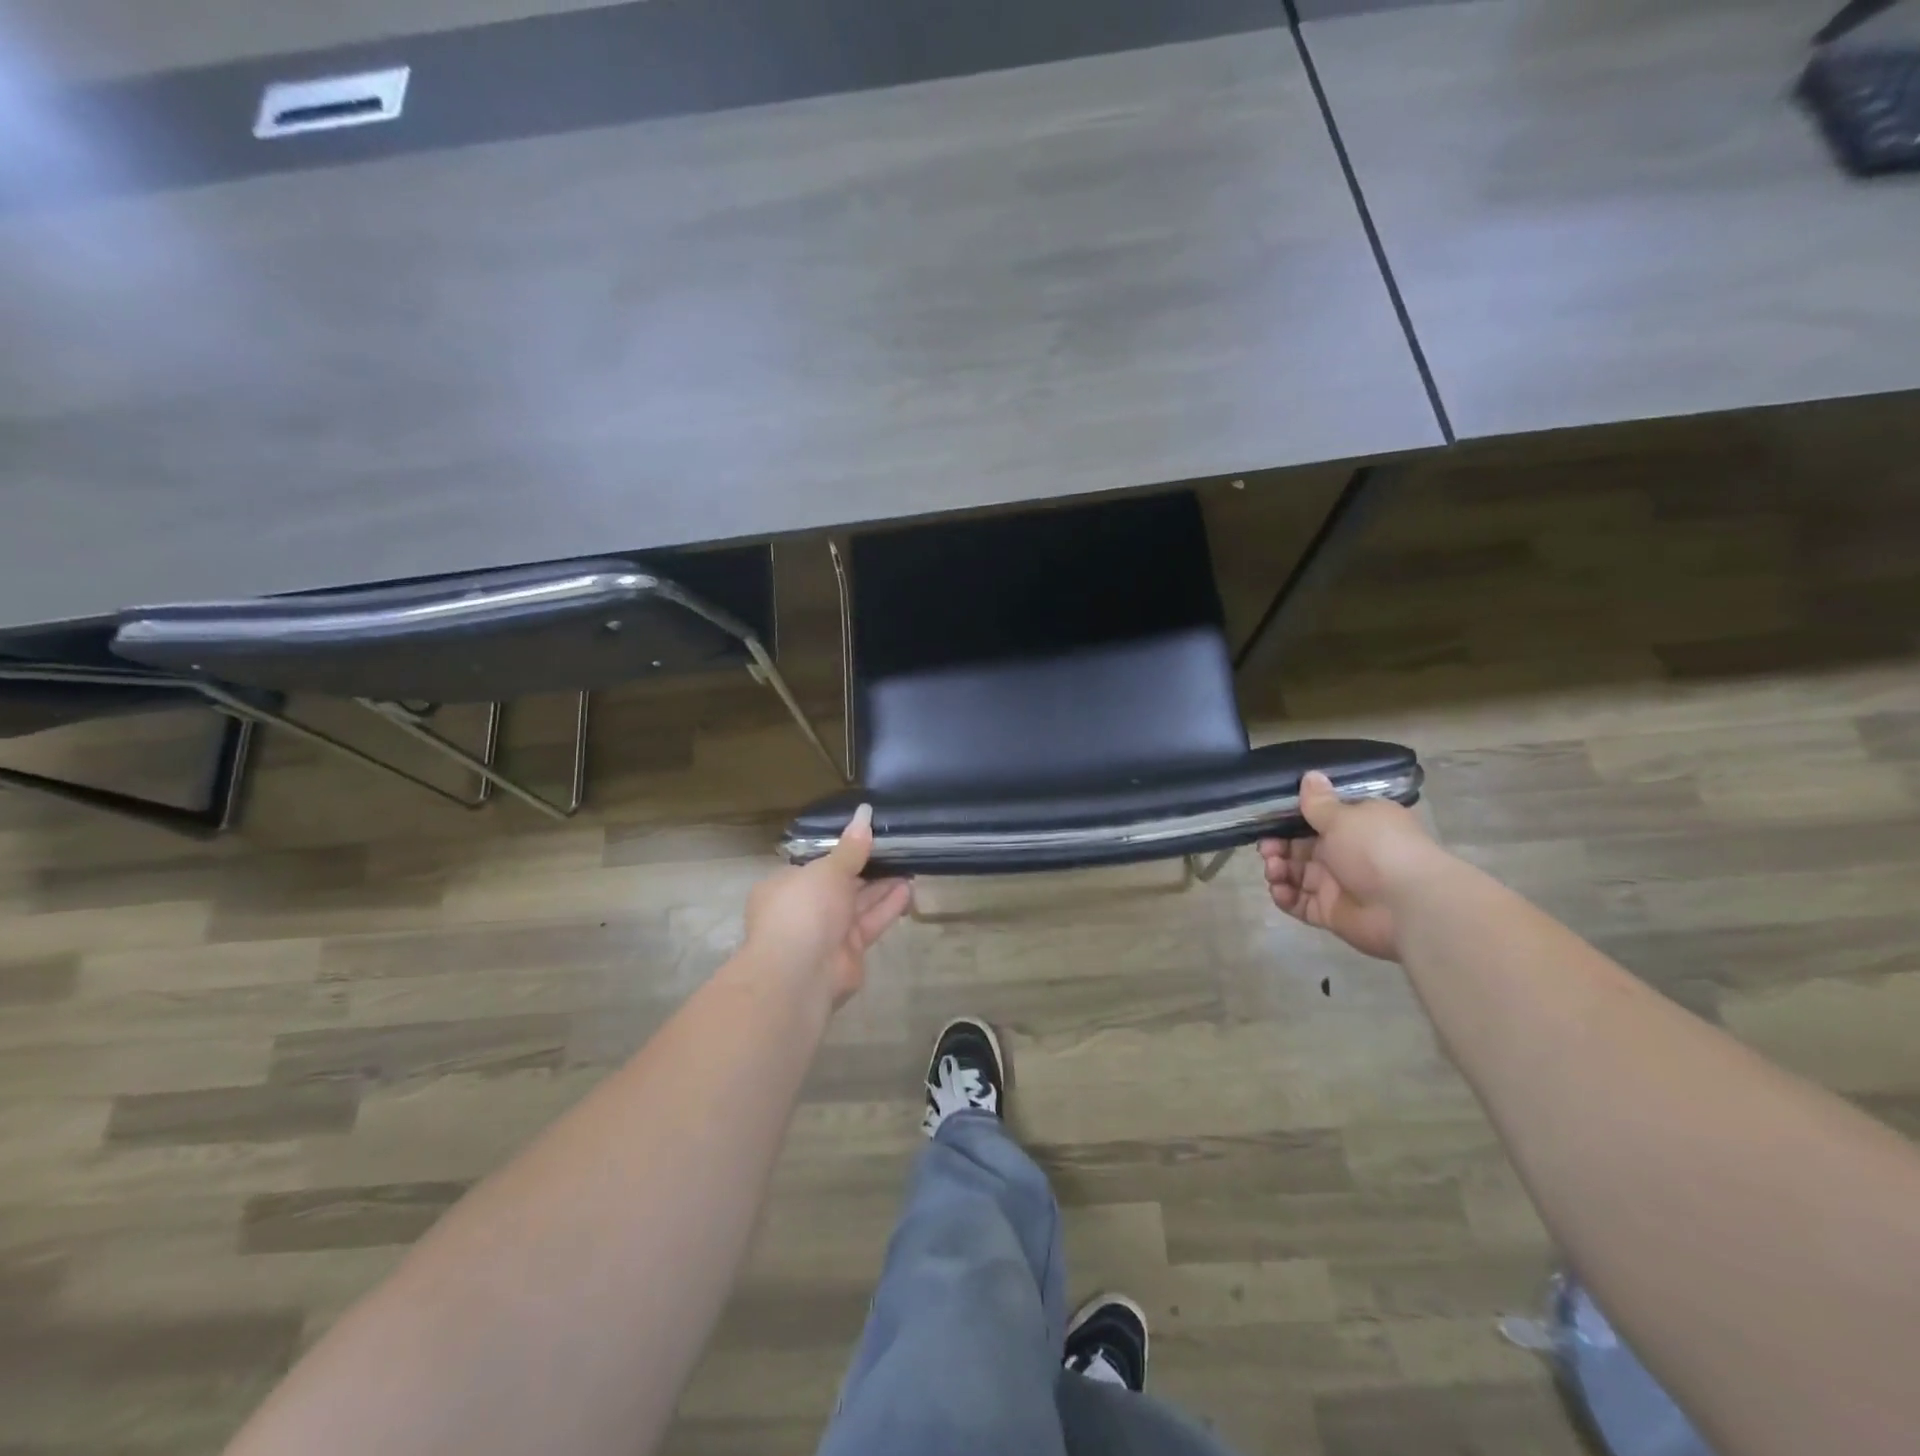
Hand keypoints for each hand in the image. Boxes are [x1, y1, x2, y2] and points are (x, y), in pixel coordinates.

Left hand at [743, 805, 911, 1005]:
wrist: (800, 973)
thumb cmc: (804, 909)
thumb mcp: (828, 869)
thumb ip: (851, 847)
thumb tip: (865, 813)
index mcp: (786, 885)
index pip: (817, 864)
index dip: (842, 852)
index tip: (868, 838)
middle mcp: (804, 909)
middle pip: (840, 884)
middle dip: (867, 869)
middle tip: (897, 850)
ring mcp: (825, 933)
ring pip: (858, 904)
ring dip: (882, 887)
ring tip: (910, 866)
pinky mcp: (848, 952)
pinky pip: (869, 923)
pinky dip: (887, 907)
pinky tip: (908, 890)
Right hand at [1257, 771, 1440, 960]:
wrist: (1408, 906)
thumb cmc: (1376, 848)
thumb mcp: (1343, 817)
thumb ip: (1318, 802)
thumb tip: (1310, 775)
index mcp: (1355, 826)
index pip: (1317, 819)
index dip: (1290, 819)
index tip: (1269, 818)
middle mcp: (1346, 853)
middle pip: (1301, 847)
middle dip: (1277, 846)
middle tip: (1266, 848)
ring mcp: (1338, 885)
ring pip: (1296, 874)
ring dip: (1278, 870)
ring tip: (1274, 869)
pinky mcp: (1331, 912)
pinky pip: (1300, 903)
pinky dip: (1285, 897)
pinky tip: (1279, 890)